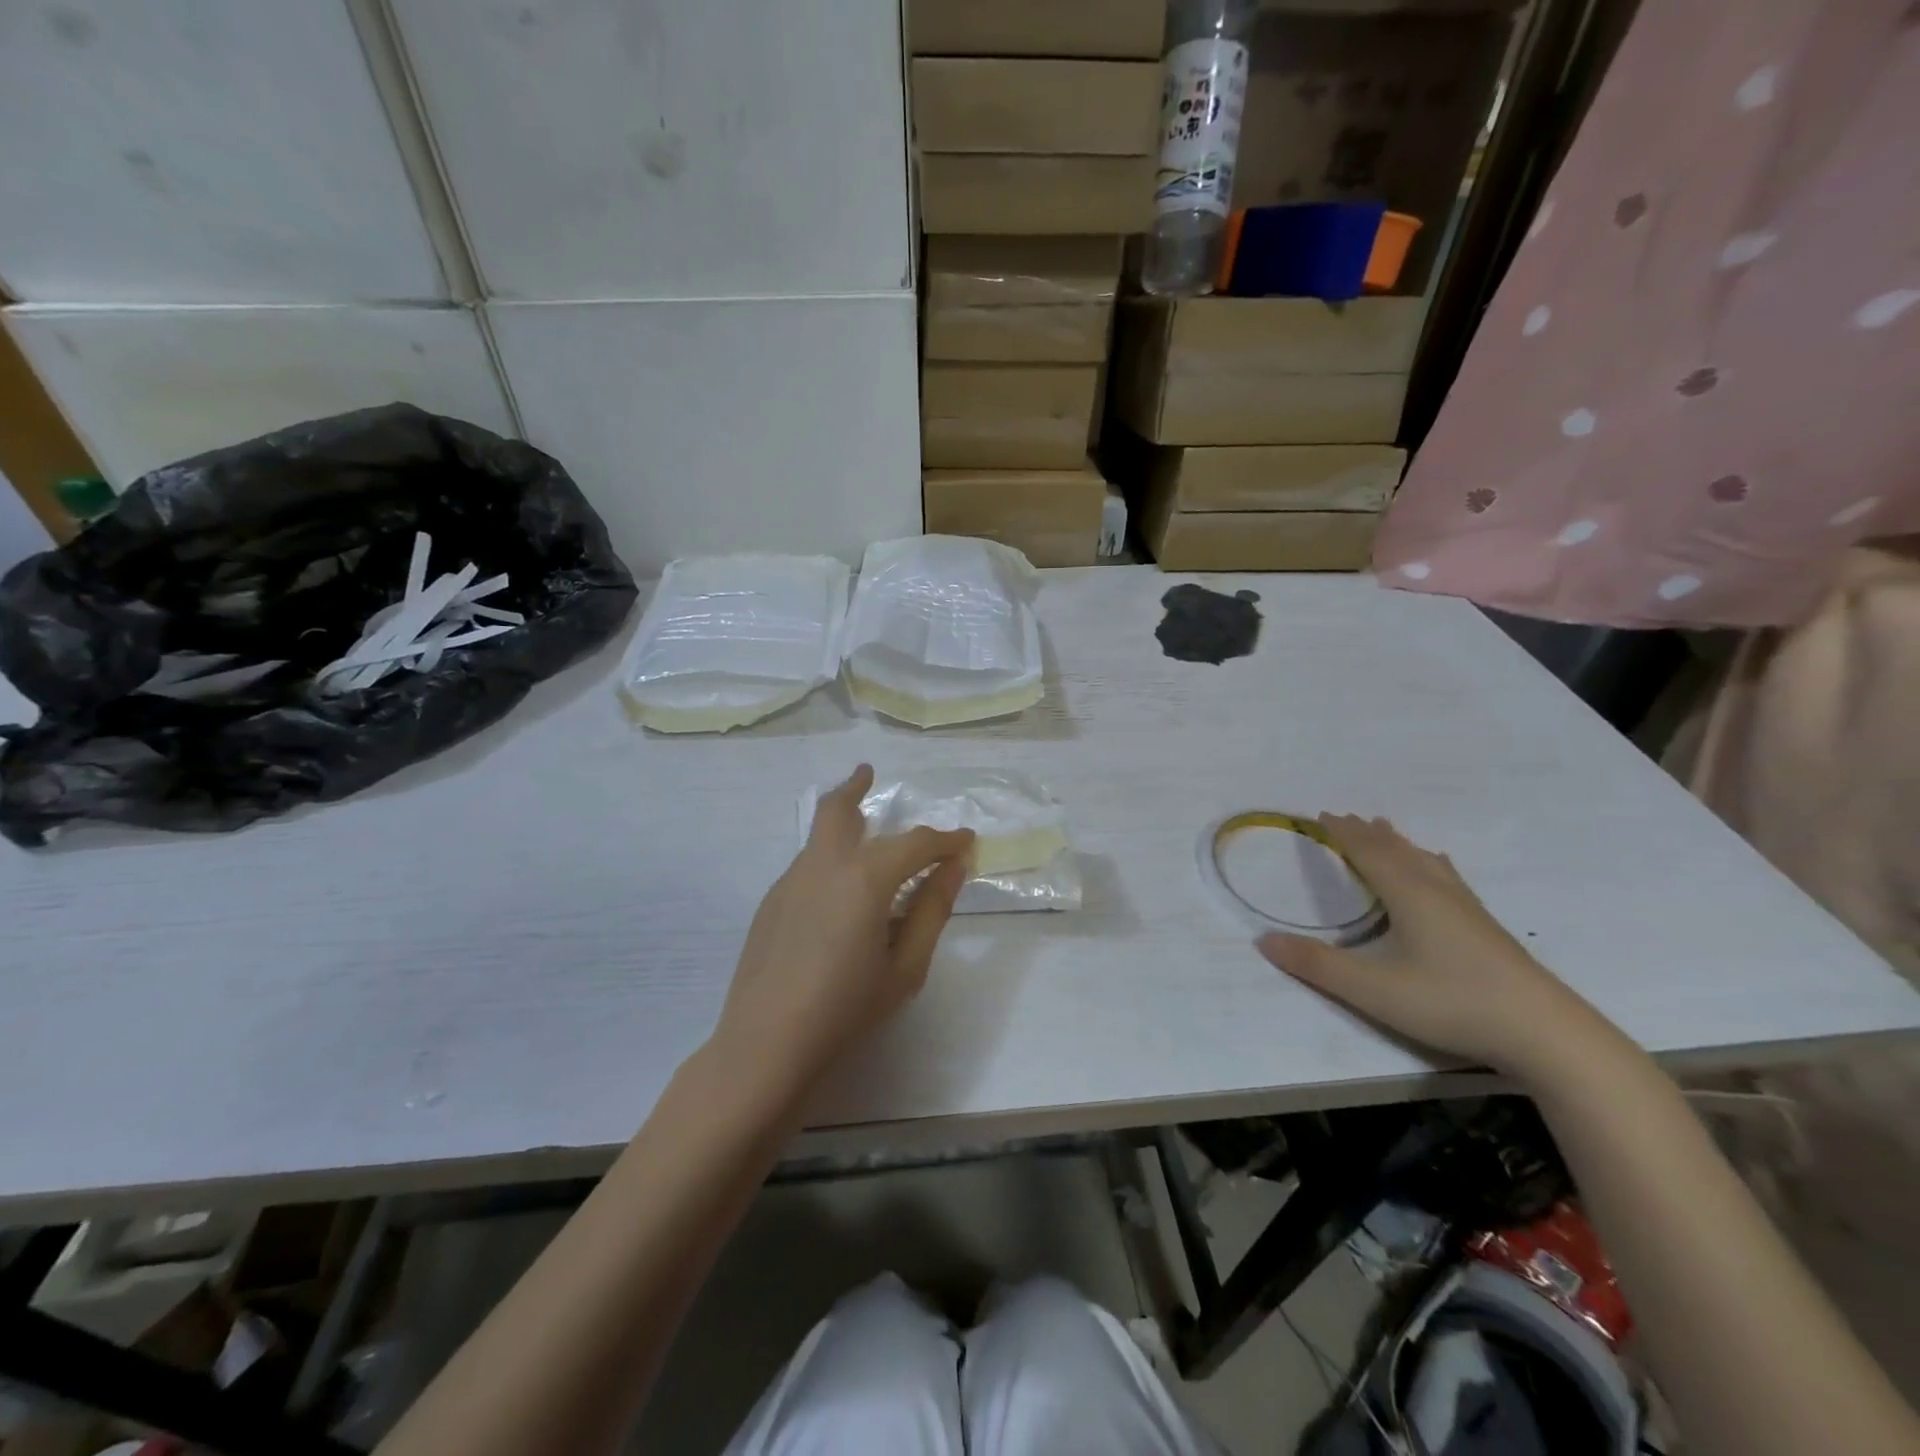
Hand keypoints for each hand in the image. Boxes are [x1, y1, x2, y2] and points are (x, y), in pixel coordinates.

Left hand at [713, 764, 974, 1096]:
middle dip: (856, 787)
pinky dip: (829, 858)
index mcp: (864, 878)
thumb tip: (954, 870)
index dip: (945, 840)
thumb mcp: (904, 967)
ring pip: (819, 835)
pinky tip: (839, 894)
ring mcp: (789, 882)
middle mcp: (823, 866)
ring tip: (862, 828)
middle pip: (838, 809)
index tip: (966, 841)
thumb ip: (931, 911)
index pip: (915, 844)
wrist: (765, 1045)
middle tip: (868, 774)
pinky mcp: (770, 903)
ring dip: (842, 822)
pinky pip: (807, 865)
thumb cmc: (846, 1009)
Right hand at [1256, 815, 1619, 1083]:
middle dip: (1366, 834)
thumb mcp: (1372, 989)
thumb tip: (1262, 941)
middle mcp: (1437, 891)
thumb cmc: (1451, 1002)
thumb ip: (1316, 965)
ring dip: (1399, 844)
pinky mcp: (1486, 929)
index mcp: (1408, 895)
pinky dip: (1429, 863)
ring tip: (1386, 831)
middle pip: (1396, 851)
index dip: (1342, 834)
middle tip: (1345, 818)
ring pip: (1425, 861)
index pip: (1367, 853)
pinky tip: (1440, 871)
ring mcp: (1467, 909)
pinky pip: (1447, 877)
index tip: (1320, 816)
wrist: (1546, 1033)